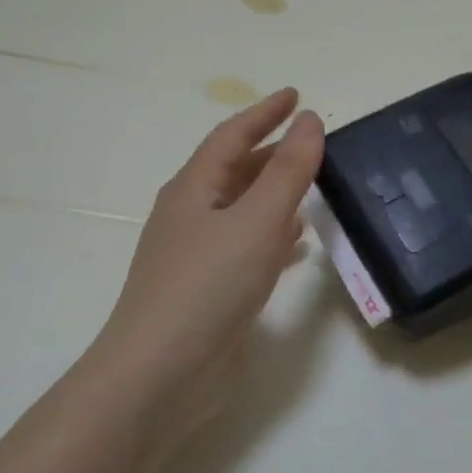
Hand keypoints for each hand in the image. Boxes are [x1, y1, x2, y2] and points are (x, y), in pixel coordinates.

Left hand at [94, 88, 323, 442]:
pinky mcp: (206, 289)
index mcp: (194, 189)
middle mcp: (190, 215)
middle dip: (271, 152)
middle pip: (234, 170)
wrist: (159, 376)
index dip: (265, 112)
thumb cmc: (208, 286)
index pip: (232, 135)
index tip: (297, 96)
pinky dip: (272, 234)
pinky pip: (244, 245)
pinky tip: (295, 245)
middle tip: (311, 143)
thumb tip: (311, 121)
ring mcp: (195, 255)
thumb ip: (289, 171)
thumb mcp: (257, 220)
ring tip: (312, 187)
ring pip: (240, 209)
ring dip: (273, 193)